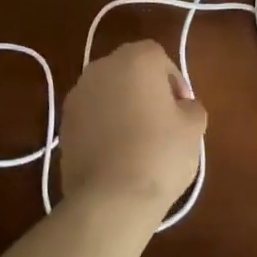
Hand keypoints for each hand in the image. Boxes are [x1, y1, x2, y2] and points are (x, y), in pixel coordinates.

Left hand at [59, 40, 205, 220]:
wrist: (110, 198)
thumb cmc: (159, 154)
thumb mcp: (193, 129)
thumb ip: (191, 107)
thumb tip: (182, 107)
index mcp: (136, 58)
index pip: (159, 58)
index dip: (174, 82)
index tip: (182, 109)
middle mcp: (102, 66)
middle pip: (129, 70)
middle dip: (145, 89)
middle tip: (161, 121)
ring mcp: (78, 94)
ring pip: (107, 91)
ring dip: (121, 105)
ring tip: (136, 139)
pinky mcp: (63, 122)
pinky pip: (91, 115)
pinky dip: (102, 125)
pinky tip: (115, 153)